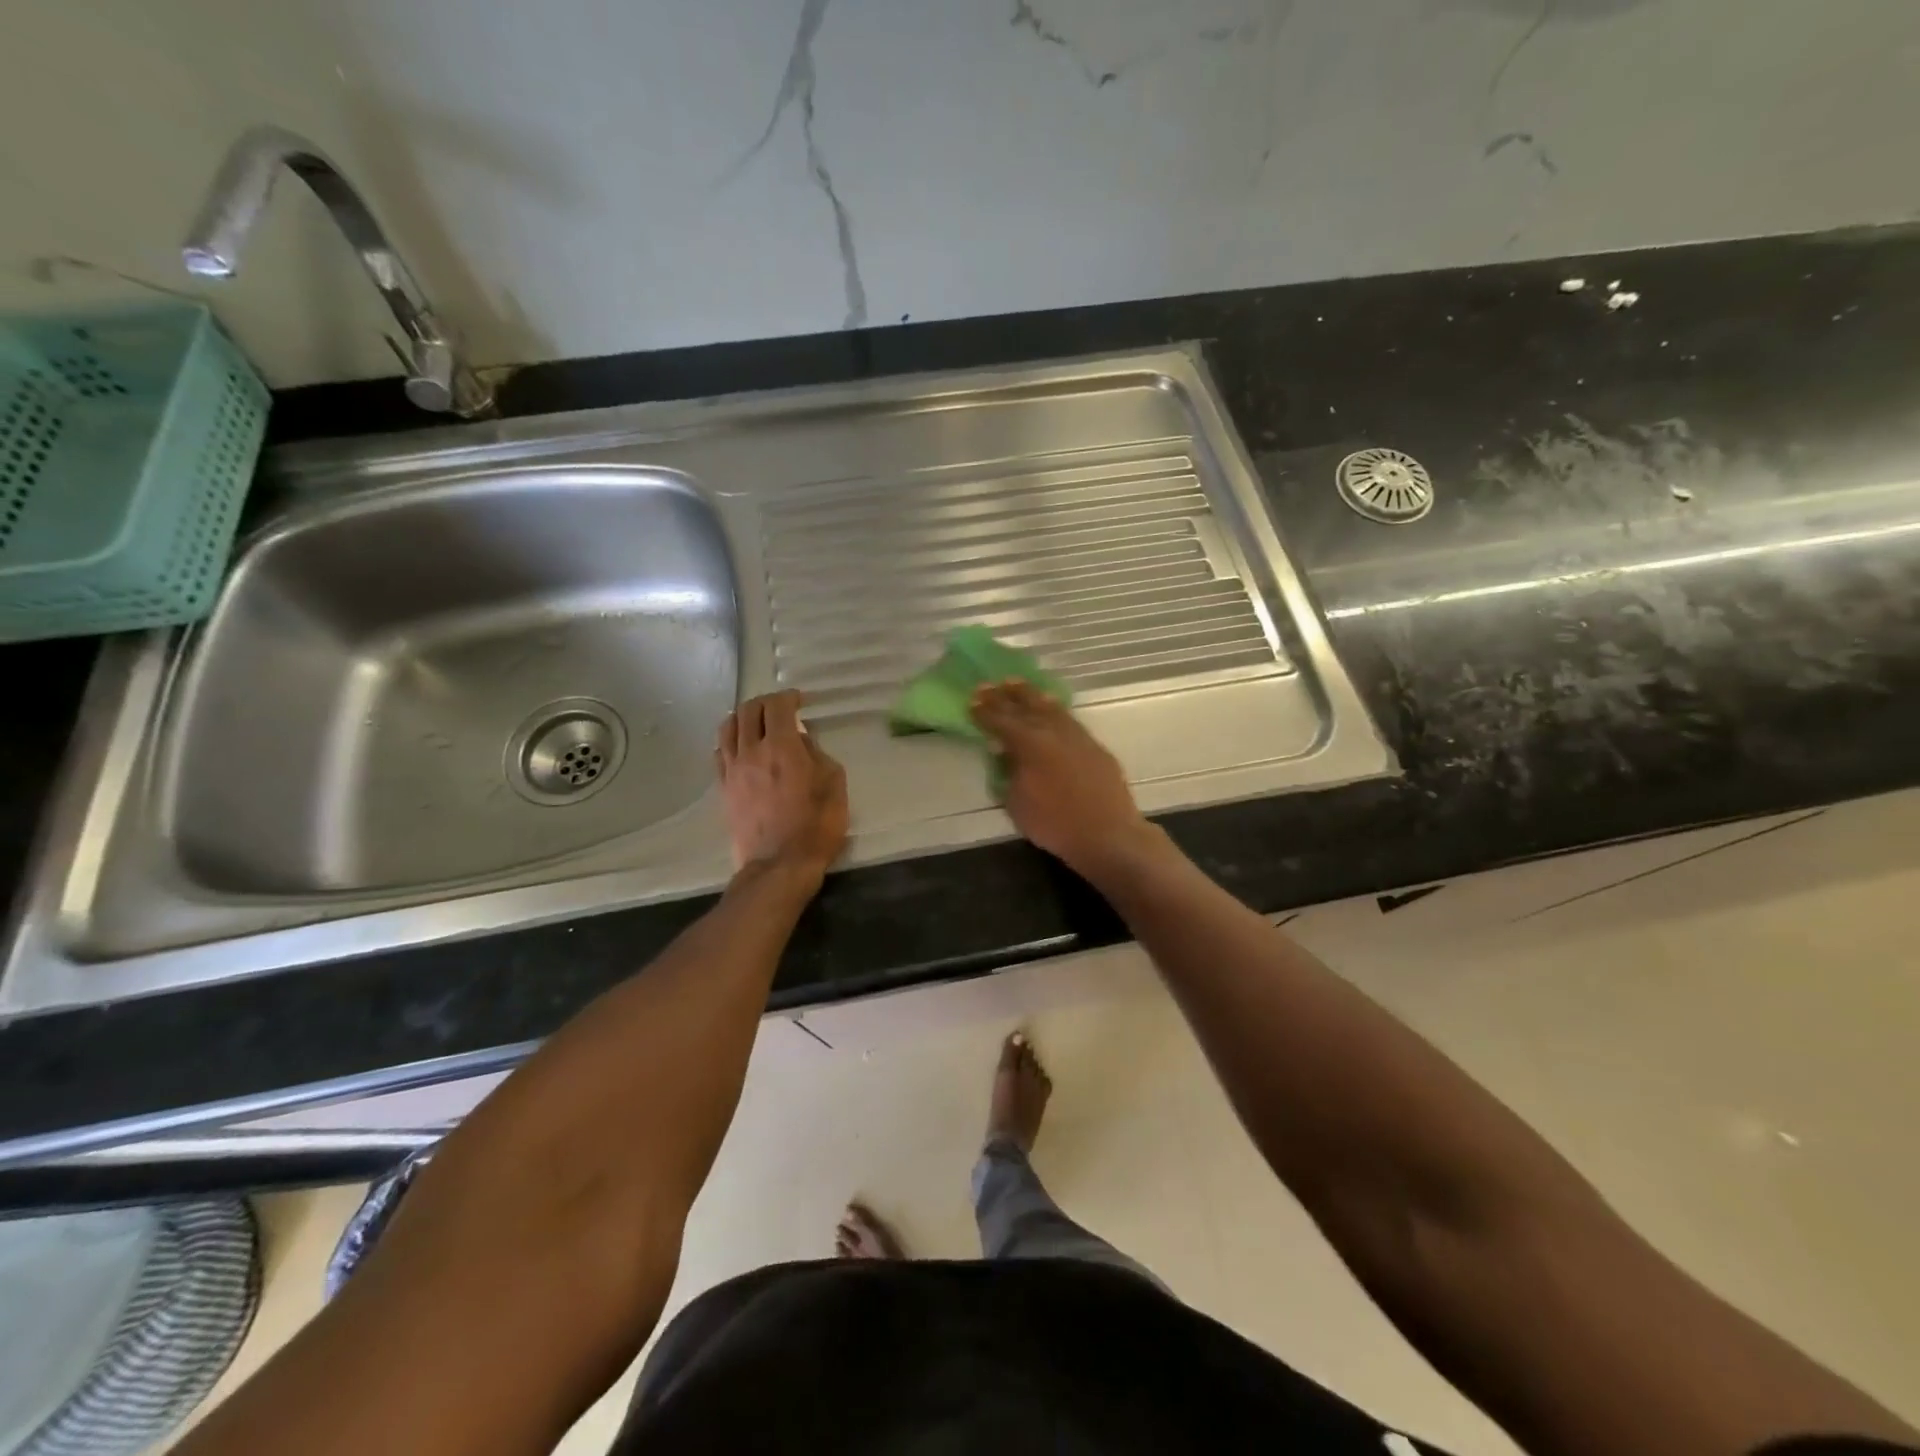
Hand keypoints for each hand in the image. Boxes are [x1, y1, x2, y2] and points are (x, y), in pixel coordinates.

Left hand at [716, 691, 847, 880]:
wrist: (779, 864)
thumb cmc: (815, 825)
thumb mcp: (834, 784)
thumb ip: (818, 755)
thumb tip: (802, 742)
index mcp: (782, 747)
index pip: (777, 706)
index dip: (789, 697)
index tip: (800, 701)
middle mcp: (752, 751)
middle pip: (749, 710)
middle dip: (766, 702)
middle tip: (780, 708)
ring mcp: (732, 770)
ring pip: (728, 727)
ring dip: (743, 717)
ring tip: (757, 722)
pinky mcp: (723, 788)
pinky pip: (719, 753)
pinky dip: (730, 741)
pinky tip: (741, 748)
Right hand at [970, 681, 1157, 879]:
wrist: (1107, 834)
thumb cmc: (1055, 824)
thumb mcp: (1017, 804)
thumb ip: (1009, 774)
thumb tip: (1006, 755)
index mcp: (1029, 744)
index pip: (1001, 722)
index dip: (984, 711)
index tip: (972, 700)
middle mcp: (1053, 732)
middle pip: (1026, 707)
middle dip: (1006, 696)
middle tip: (991, 685)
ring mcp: (1077, 737)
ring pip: (1051, 708)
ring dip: (1032, 696)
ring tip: (1019, 685)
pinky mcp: (1095, 746)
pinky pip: (1069, 720)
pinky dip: (1055, 710)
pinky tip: (1052, 710)